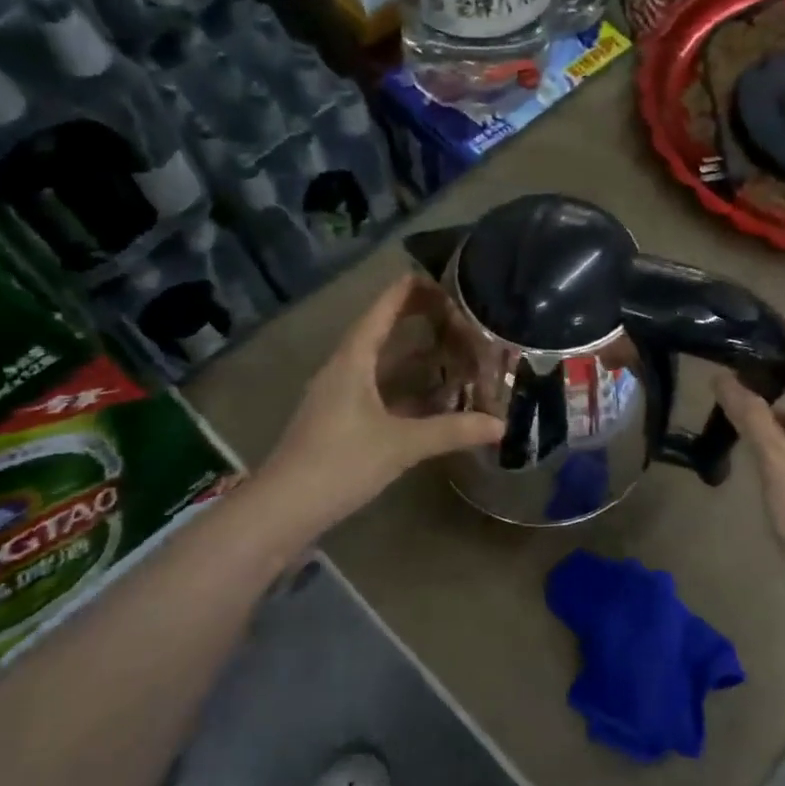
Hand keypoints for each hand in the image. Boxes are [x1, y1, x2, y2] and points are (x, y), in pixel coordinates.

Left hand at [260, 277, 503, 535]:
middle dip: (415, 320)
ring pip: (380, 365)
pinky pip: (378, 391)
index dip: (408, 291)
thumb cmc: (340, 462)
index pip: (381, 311)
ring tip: (450, 347)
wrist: (285, 508)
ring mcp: (339, 397)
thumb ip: (452, 431)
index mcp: (352, 361)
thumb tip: (500, 425)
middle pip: (381, 333)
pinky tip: (431, 397)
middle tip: (454, 311)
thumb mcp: (402, 444)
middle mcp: (343, 370)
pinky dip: (405, 388)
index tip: (438, 277)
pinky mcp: (340, 422)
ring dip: (412, 356)